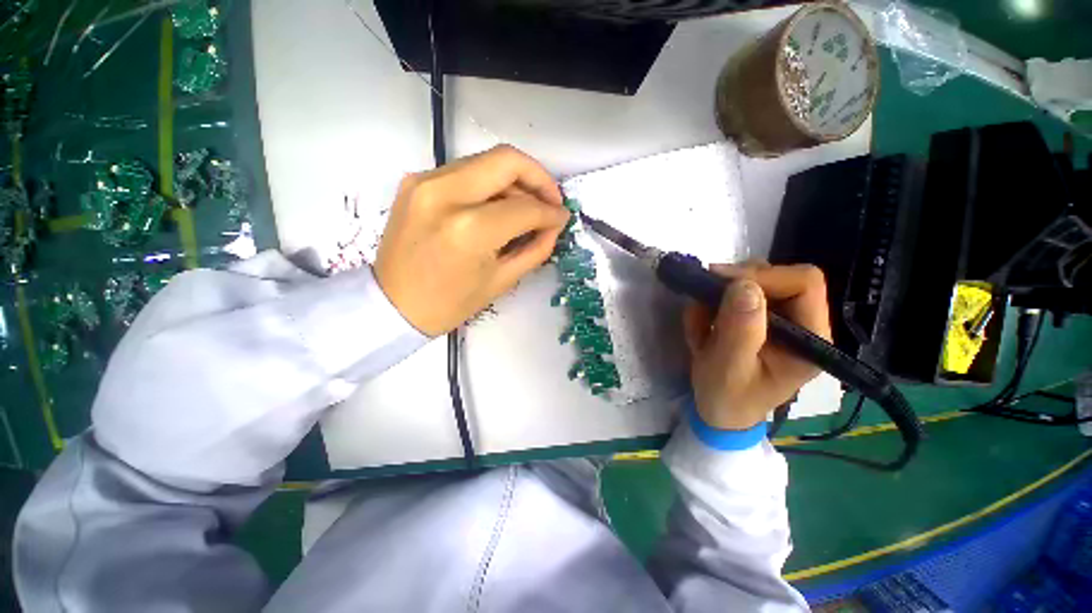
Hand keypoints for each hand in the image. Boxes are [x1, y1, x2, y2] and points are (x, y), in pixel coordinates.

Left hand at [374, 145, 569, 335]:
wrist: (392, 304)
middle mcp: (445, 194)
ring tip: (526, 207)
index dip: (551, 212)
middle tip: (550, 201)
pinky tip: (497, 206)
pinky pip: (466, 170)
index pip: (525, 207)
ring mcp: (425, 181)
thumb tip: (554, 224)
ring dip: (514, 180)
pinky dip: (489, 183)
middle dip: (539, 178)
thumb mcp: (502, 281)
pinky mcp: (416, 181)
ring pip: (486, 161)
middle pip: (507, 160)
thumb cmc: (450, 303)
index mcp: (469, 229)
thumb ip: (536, 248)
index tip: (562, 218)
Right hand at [683, 263, 831, 430]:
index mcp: (810, 339)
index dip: (763, 276)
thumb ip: (739, 331)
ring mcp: (782, 319)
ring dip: (720, 295)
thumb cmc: (727, 396)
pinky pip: (737, 293)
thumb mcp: (727, 368)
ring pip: (756, 281)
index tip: (720, 283)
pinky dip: (713, 302)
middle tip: (703, 297)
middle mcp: (803, 323)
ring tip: (700, 321)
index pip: (804, 284)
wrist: (720, 409)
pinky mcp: (762, 318)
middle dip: (736, 283)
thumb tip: (744, 285)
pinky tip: (703, 326)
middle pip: (780, 276)